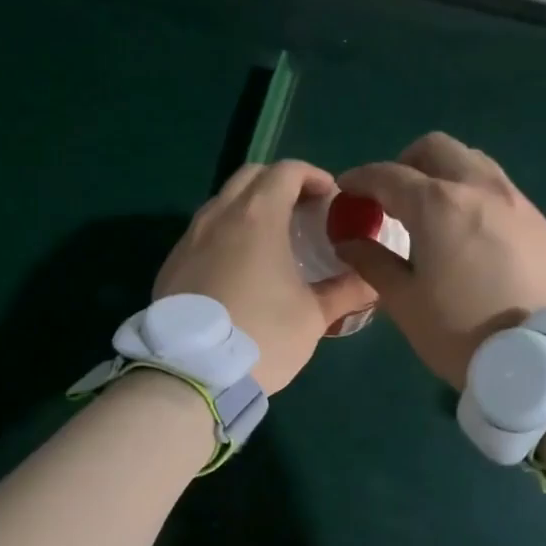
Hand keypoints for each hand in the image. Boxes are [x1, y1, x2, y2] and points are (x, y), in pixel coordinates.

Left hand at [155, 160, 376, 393]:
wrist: (191, 374)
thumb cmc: (263, 336)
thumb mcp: (313, 316)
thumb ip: (347, 291)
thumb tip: (374, 279)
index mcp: (257, 217)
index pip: (286, 170)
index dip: (313, 176)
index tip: (330, 197)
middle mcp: (219, 216)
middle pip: (250, 176)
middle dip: (280, 183)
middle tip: (303, 211)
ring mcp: (189, 239)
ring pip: (222, 202)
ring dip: (249, 207)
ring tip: (271, 239)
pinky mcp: (171, 264)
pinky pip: (202, 232)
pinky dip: (225, 233)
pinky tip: (238, 267)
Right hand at [336, 132, 545, 388]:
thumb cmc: (462, 333)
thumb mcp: (405, 303)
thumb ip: (372, 263)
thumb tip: (348, 241)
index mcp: (439, 205)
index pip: (388, 175)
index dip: (360, 179)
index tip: (345, 190)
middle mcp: (479, 188)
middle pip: (436, 149)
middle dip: (405, 163)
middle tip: (390, 196)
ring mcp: (515, 201)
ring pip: (472, 161)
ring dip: (443, 172)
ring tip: (429, 210)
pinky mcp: (538, 221)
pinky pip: (497, 187)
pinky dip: (472, 192)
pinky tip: (466, 230)